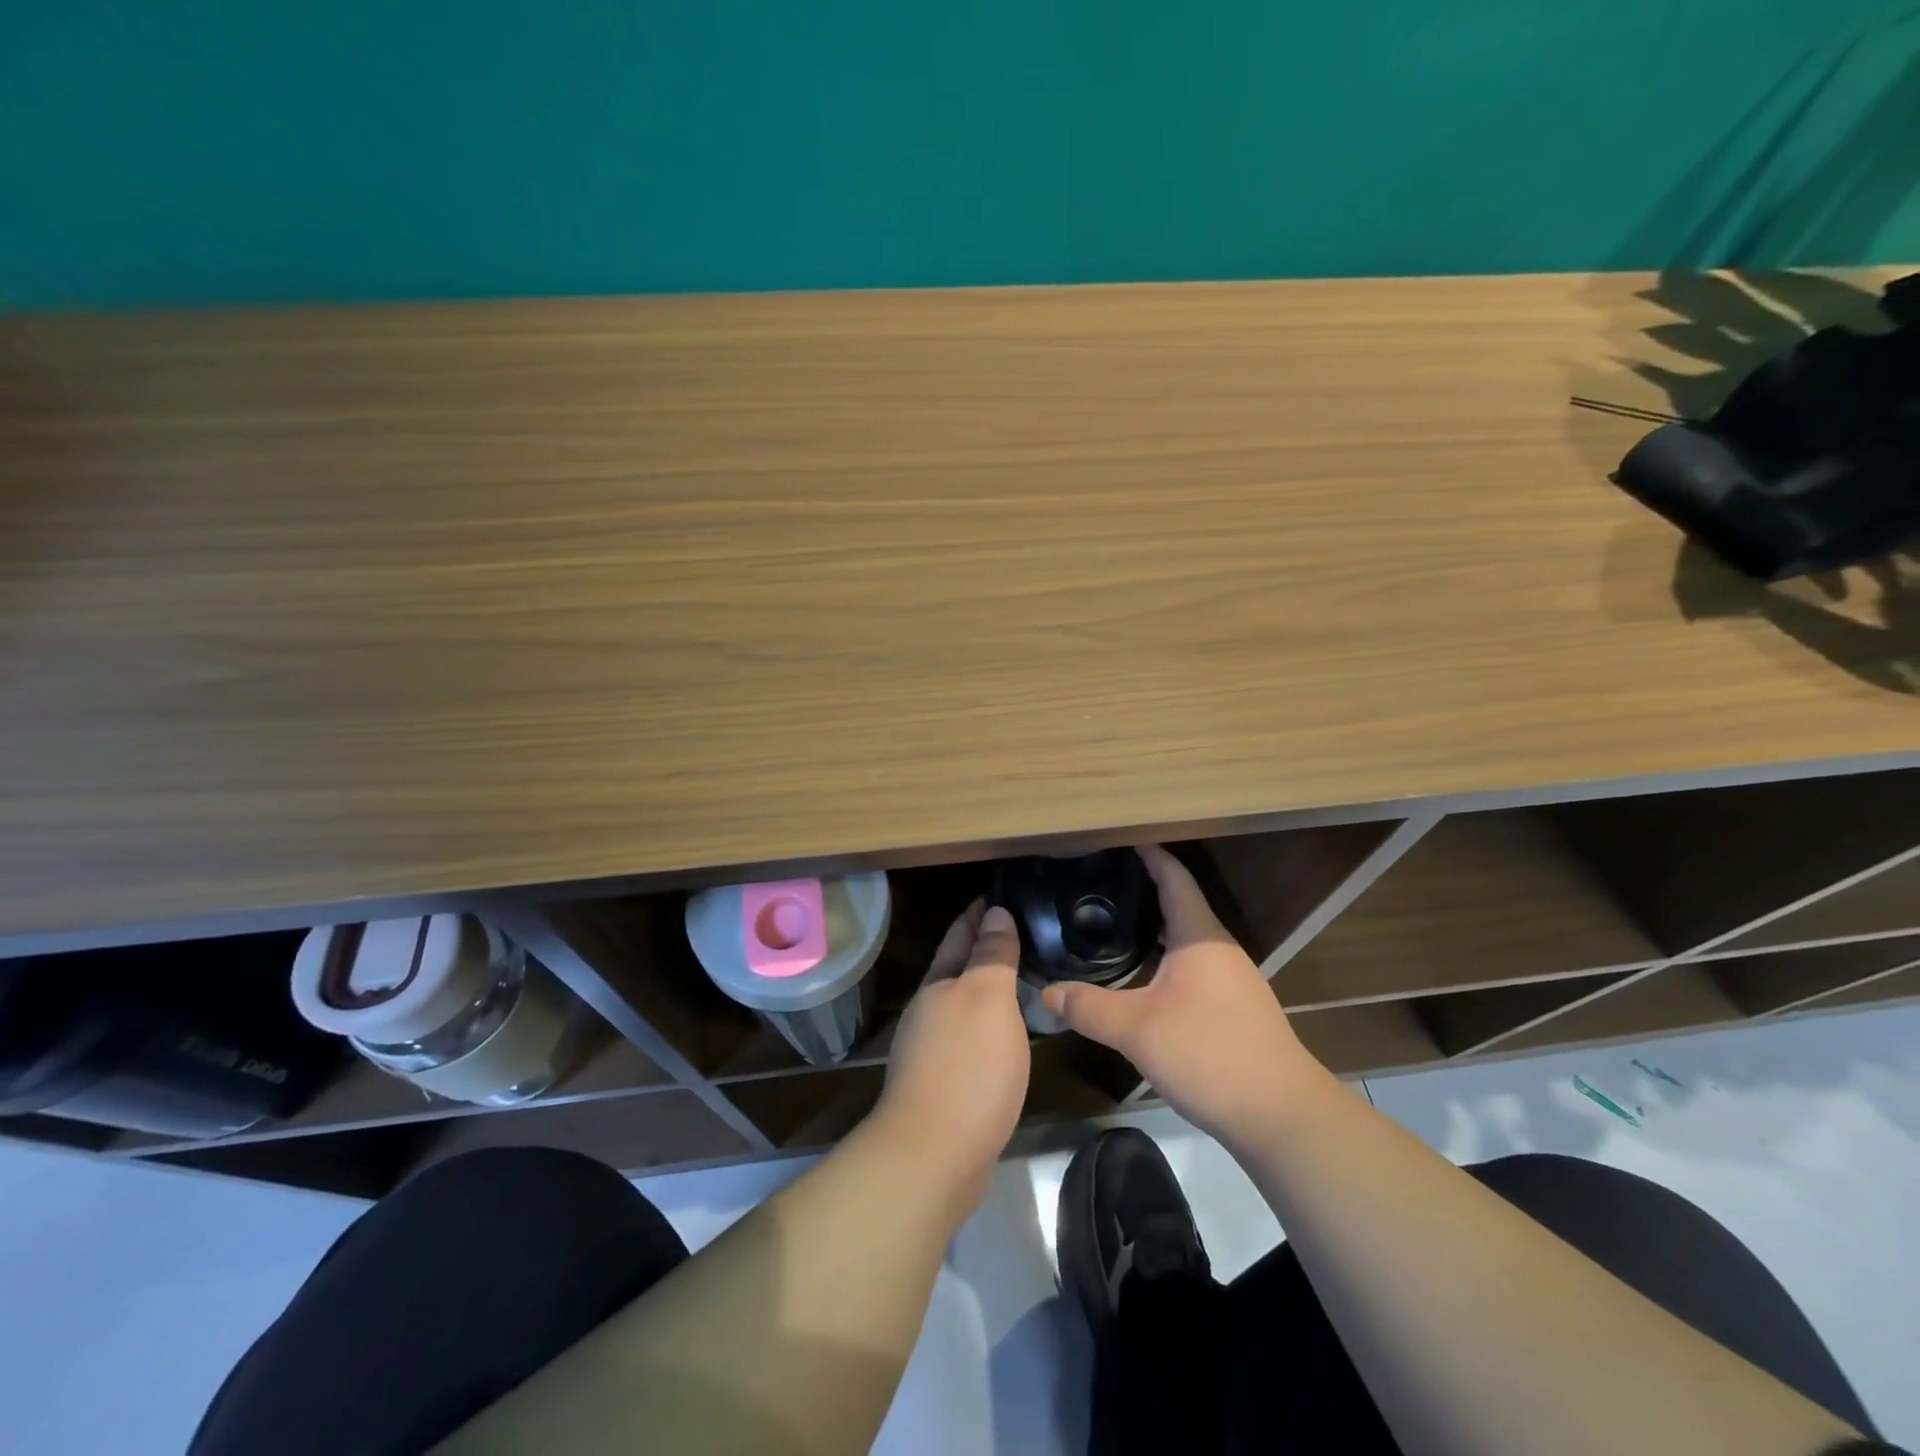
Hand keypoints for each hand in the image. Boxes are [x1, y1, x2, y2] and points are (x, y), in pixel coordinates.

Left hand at [870, 902, 1030, 1210]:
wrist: (934, 1158)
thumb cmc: (967, 1067)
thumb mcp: (987, 999)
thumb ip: (991, 955)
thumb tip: (995, 912)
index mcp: (938, 984)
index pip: (960, 934)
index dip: (981, 912)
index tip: (1005, 893)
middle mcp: (930, 1012)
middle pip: (959, 968)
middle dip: (986, 948)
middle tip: (1029, 932)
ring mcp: (933, 1051)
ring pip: (966, 1005)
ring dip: (991, 989)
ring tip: (1028, 978)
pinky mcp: (945, 1087)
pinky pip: (973, 1039)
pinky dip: (993, 1026)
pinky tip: (1013, 1035)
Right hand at [1042, 846, 1328, 1151]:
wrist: (1282, 1116)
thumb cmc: (1210, 1054)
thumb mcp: (1138, 1030)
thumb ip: (1089, 1007)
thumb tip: (1046, 992)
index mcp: (1200, 937)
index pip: (1174, 879)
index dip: (1149, 855)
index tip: (1120, 839)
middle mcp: (1219, 949)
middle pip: (1180, 905)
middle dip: (1143, 890)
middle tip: (1100, 884)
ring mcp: (1232, 980)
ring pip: (1186, 939)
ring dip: (1154, 927)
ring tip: (1112, 925)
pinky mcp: (1235, 1008)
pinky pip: (1193, 966)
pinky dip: (1164, 957)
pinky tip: (1142, 977)